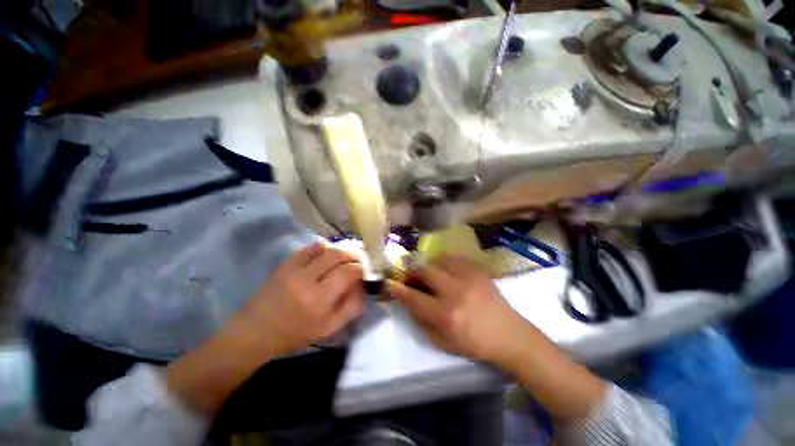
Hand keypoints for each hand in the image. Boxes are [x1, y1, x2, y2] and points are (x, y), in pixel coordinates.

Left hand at [224, 242, 365, 357]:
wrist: (255, 332)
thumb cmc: (294, 334)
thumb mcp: (329, 328)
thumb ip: (351, 306)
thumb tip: (362, 285)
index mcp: (320, 300)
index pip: (349, 272)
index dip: (360, 269)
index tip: (362, 272)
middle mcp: (307, 279)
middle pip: (338, 255)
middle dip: (353, 255)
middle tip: (357, 261)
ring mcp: (294, 269)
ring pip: (325, 248)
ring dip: (339, 250)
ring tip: (343, 257)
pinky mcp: (285, 264)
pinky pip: (309, 248)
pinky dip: (323, 248)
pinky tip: (326, 255)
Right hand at [388, 255, 524, 363]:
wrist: (508, 334)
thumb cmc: (473, 343)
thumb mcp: (442, 341)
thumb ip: (421, 319)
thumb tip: (408, 299)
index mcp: (445, 315)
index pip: (413, 297)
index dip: (398, 288)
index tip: (389, 282)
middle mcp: (455, 292)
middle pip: (424, 270)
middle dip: (412, 271)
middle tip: (412, 276)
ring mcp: (469, 277)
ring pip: (438, 259)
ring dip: (429, 265)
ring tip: (430, 272)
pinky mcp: (478, 270)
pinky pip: (454, 257)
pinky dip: (444, 262)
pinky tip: (446, 270)